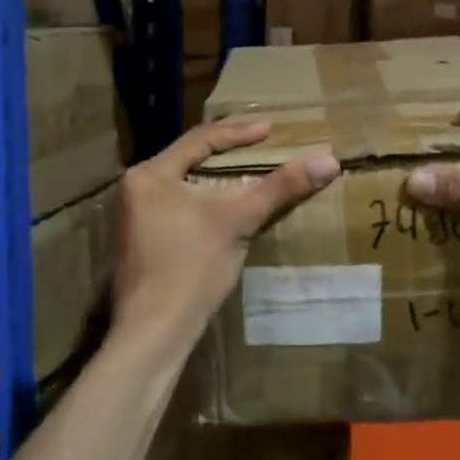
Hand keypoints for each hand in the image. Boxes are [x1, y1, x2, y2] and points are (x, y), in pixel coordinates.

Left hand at [113, 119, 339, 345]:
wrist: (154, 331)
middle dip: (225, 152)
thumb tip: (328, 160)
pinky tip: (222, 210)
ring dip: (213, 178)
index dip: (238, 133)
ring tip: (244, 172)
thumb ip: (280, 187)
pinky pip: (174, 206)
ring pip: (180, 184)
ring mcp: (130, 218)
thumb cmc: (192, 268)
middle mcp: (133, 189)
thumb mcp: (239, 221)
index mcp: (149, 174)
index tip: (270, 128)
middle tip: (258, 145)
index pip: (199, 139)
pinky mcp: (137, 242)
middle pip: (187, 159)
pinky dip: (201, 201)